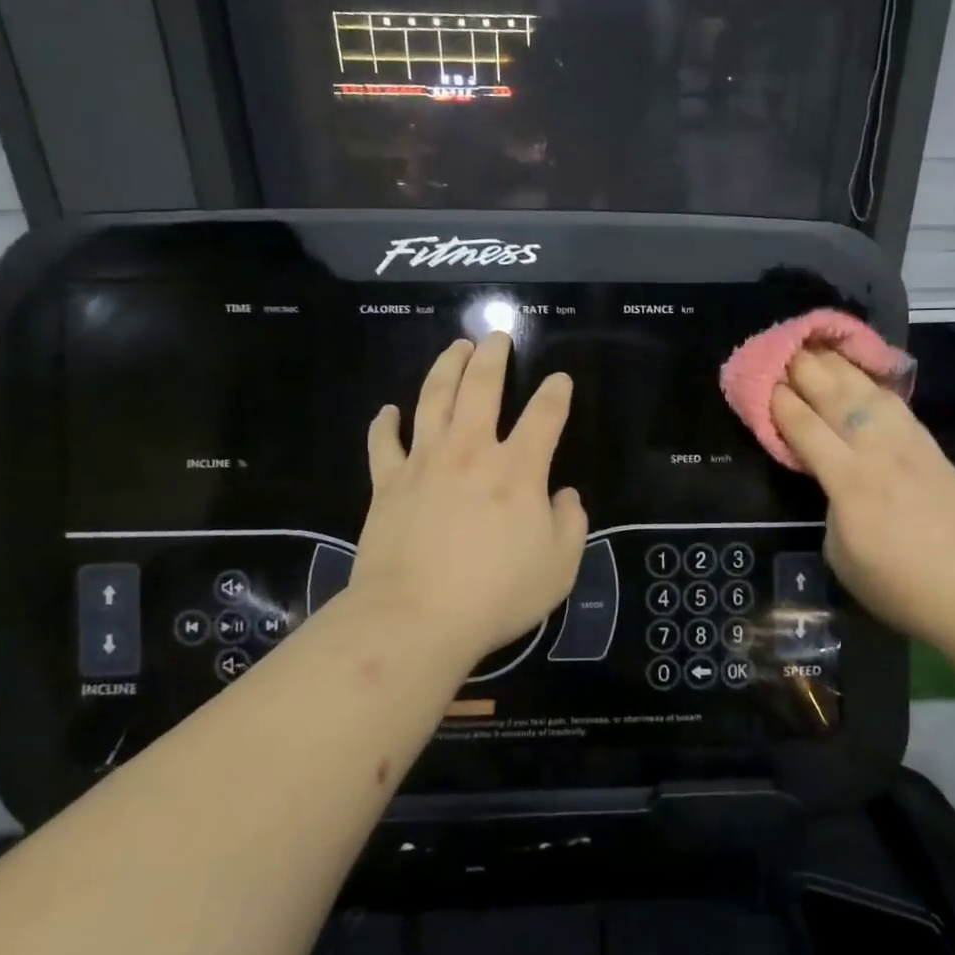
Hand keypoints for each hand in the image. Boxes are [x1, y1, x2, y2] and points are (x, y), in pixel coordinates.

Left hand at [351, 334, 586, 672]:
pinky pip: (383, 443)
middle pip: (481, 387)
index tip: (560, 380)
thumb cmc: (495, 595)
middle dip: (493, 357)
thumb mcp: (559, 567)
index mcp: (517, 469)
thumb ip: (572, 524)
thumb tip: (565, 495)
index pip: (544, 415)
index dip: (556, 393)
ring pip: (433, 399)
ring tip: (455, 347)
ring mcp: (424, 463)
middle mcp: (471, 451)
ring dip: (446, 368)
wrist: (415, 618)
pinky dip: (385, 423)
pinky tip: (388, 410)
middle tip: (496, 336)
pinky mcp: (388, 483)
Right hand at [771, 350, 954, 636]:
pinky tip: (861, 376)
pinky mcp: (931, 446)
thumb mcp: (841, 556)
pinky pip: (894, 403)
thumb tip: (834, 488)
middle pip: (834, 395)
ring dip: (838, 365)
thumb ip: (831, 509)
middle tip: (781, 351)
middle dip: (804, 369)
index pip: (804, 426)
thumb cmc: (902, 586)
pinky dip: (871, 383)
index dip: (779, 402)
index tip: (761, 383)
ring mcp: (908, 443)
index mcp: (848, 479)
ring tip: (817, 348)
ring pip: (867, 390)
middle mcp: (876, 449)